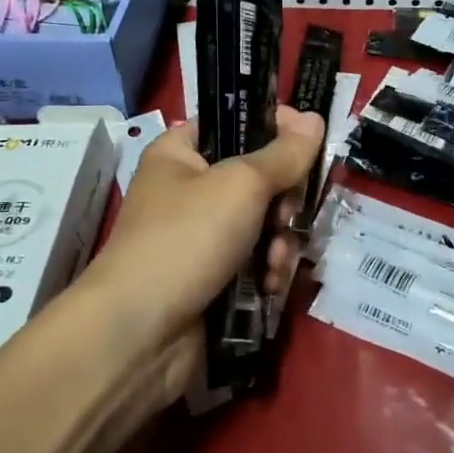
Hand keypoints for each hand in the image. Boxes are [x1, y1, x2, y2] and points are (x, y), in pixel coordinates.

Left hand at [89, 106, 324, 345]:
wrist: (140, 335)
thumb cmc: (186, 238)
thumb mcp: (241, 184)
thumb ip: (284, 153)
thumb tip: (314, 117)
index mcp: (181, 153)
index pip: (235, 123)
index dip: (274, 127)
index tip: (308, 142)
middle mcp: (189, 190)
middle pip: (258, 177)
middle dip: (283, 199)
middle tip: (287, 214)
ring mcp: (201, 237)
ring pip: (264, 222)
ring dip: (280, 241)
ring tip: (276, 261)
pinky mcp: (213, 278)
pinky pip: (256, 260)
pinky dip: (268, 270)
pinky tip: (270, 285)